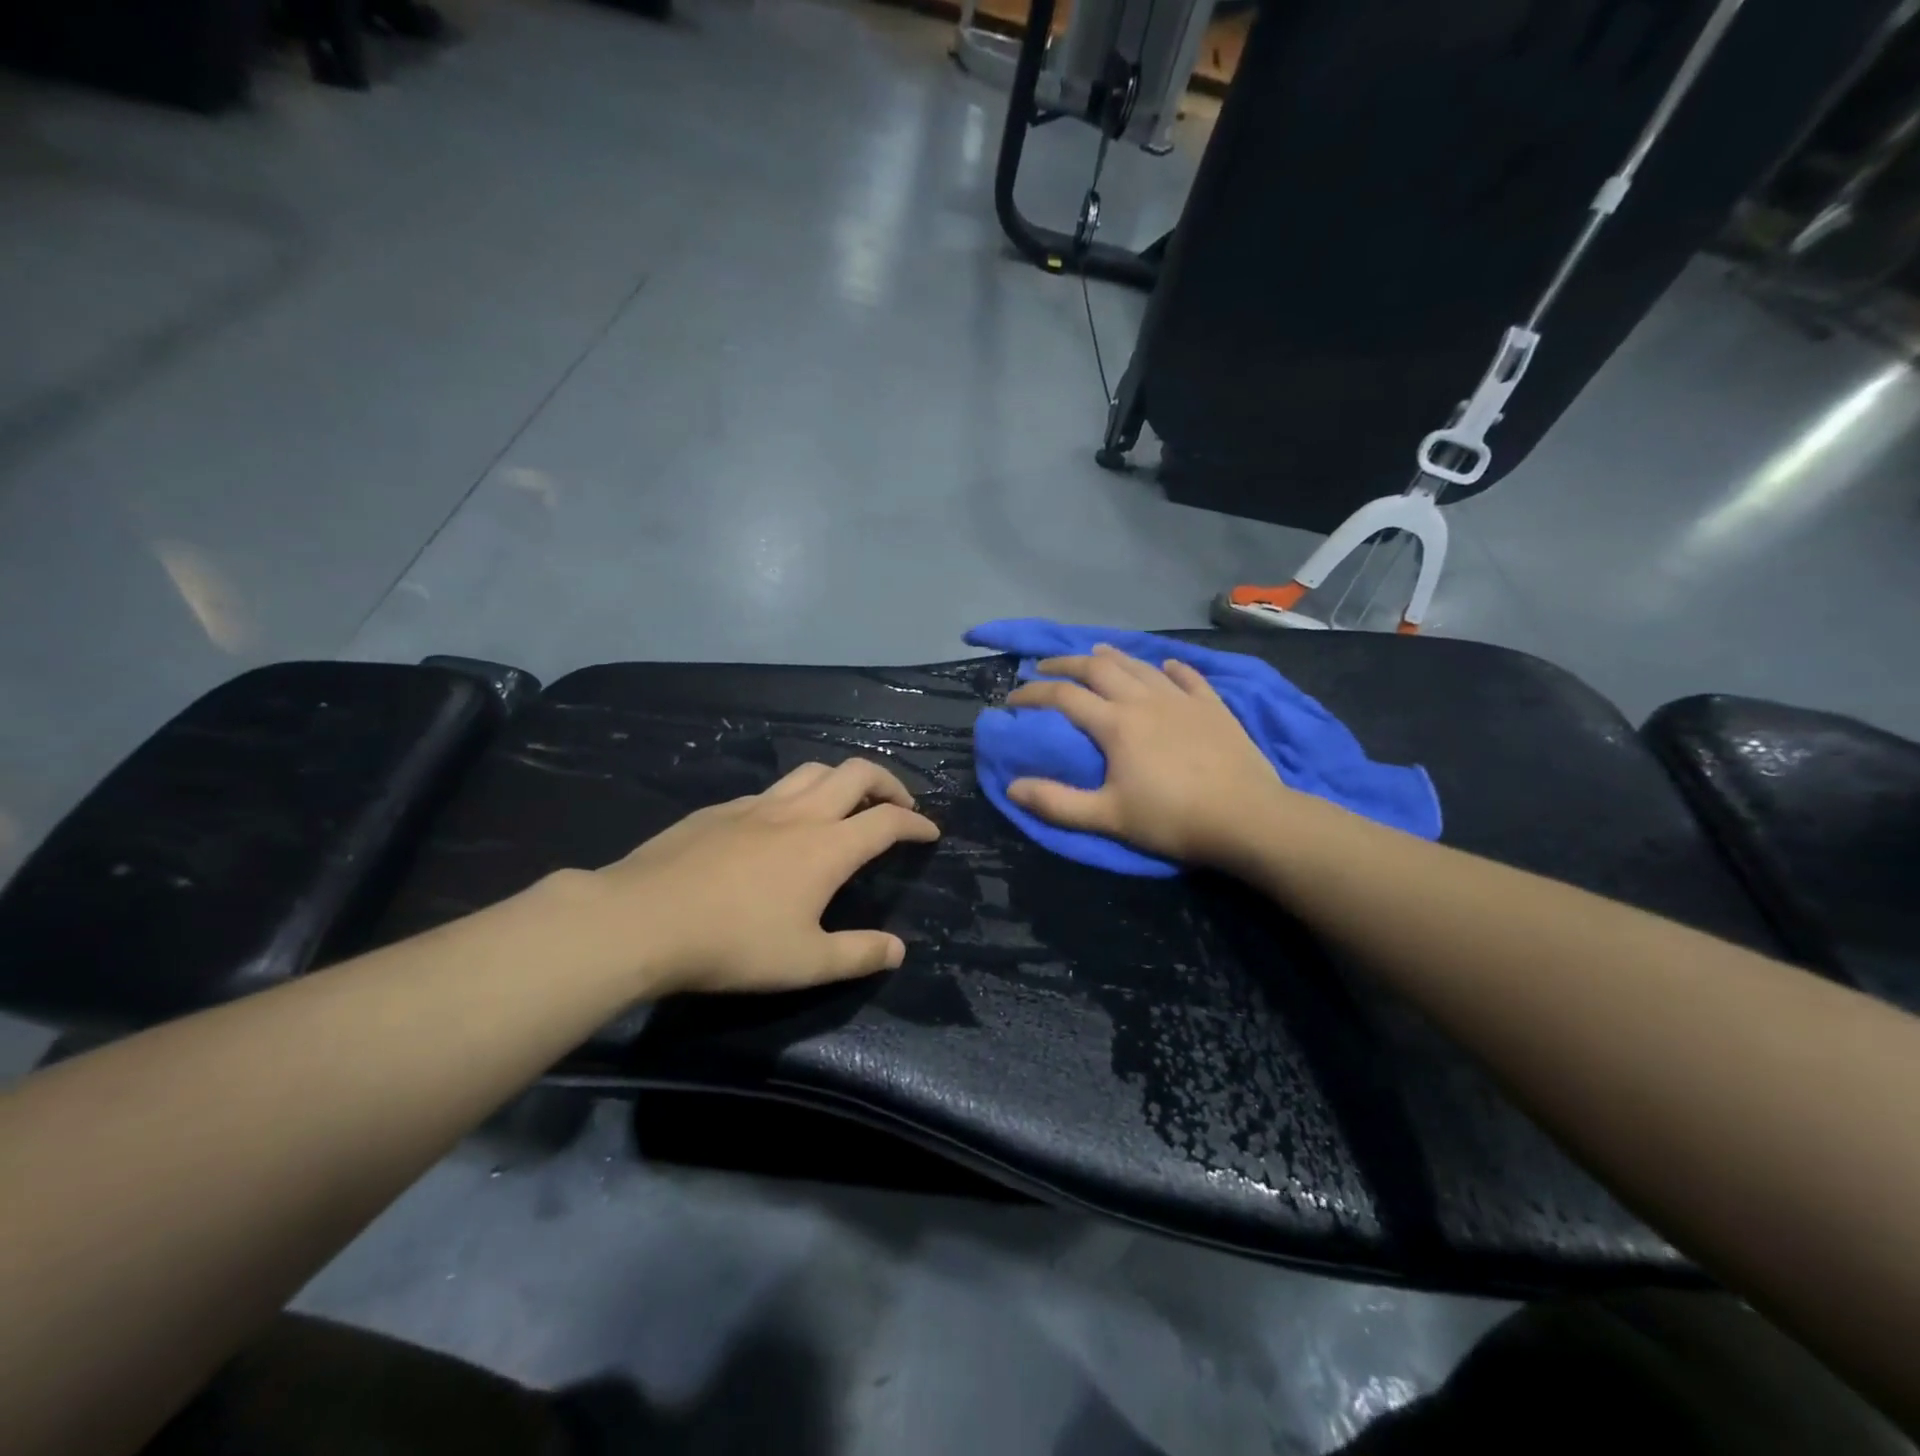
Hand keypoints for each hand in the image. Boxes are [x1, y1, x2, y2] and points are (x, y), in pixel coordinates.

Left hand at [551, 758, 939, 996]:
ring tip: (847, 803)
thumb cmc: (732, 944)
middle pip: (856, 772)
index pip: (887, 820)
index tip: (930, 832)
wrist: (643, 919)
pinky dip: (795, 796)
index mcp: (828, 847)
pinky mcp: (720, 809)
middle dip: (888, 782)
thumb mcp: (805, 963)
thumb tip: (898, 949)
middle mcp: (799, 814)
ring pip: (813, 771)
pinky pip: (772, 790)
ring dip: (842, 779)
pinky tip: (780, 825)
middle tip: (898, 804)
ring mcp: (756, 806)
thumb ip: (858, 954)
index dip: (916, 822)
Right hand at [1004, 645, 1289, 868]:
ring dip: (1112, 657)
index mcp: (1116, 723)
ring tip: (1094, 654)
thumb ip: (1057, 802)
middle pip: (1098, 668)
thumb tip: (1012, 786)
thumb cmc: (1172, 819)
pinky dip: (1171, 669)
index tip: (1012, 698)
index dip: (1033, 693)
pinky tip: (1166, 667)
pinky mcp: (1213, 706)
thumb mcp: (1107, 818)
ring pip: (1140, 665)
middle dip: (1066, 664)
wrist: (1247, 817)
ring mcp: (1182, 699)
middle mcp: (1144, 700)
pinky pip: (1188, 677)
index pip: (1063, 697)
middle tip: (1045, 667)